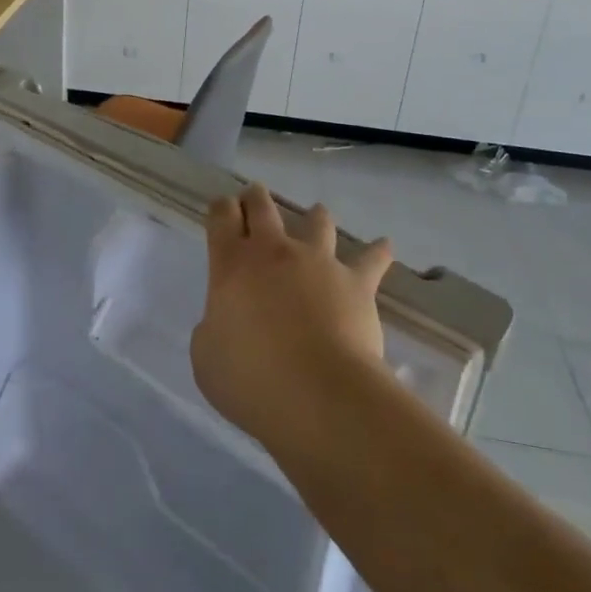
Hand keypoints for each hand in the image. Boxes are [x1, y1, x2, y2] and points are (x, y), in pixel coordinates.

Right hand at [194, 185, 391, 455]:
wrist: (319, 394)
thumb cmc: (252, 379)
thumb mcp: (206, 357)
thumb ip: (213, 330)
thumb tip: (227, 323)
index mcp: (232, 264)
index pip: (222, 216)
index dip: (221, 208)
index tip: (222, 209)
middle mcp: (274, 252)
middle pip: (263, 207)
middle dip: (256, 198)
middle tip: (255, 196)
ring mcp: (318, 262)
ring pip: (316, 223)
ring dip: (314, 217)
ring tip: (317, 214)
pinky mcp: (356, 283)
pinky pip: (371, 260)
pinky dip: (377, 252)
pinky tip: (384, 246)